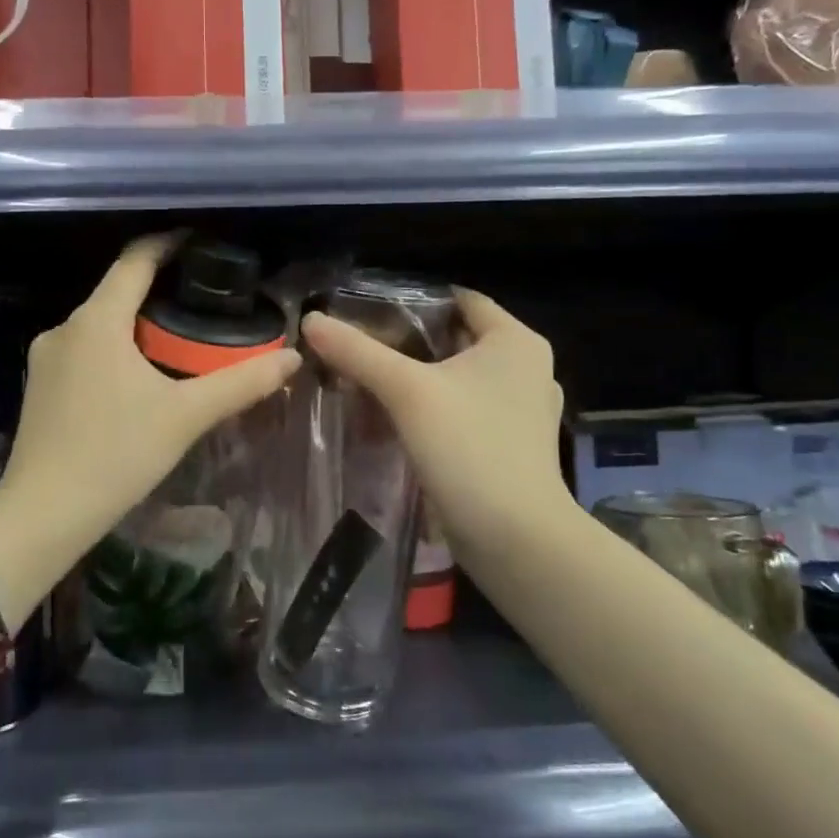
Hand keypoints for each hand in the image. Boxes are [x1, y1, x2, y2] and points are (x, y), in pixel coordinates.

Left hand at [0, 234, 300, 570]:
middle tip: (204, 304)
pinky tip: (139, 381)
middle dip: (159, 292)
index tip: (199, 242)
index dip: (168, 244)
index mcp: (97, 321)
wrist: (42, 514)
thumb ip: (240, 383)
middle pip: (117, 292)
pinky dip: (115, 352)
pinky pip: (84, 351)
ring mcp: (45, 359)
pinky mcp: (39, 387)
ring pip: (100, 325)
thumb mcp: (185, 416)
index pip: (135, 260)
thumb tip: (291, 359)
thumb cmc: (116, 455)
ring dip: (136, 326)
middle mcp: (65, 328)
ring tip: (179, 344)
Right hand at [299, 290, 570, 557]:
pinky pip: (464, 410)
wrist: (515, 538)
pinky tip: (395, 419)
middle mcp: (527, 368)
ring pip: (457, 378)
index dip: (414, 300)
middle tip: (358, 346)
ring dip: (417, 379)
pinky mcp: (510, 444)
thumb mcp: (407, 392)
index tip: (367, 309)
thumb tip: (311, 320)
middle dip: (407, 342)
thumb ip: (358, 352)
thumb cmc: (469, 448)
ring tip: (368, 380)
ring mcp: (521, 410)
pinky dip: (433, 409)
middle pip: (456, 339)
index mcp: (515, 341)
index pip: (460, 299)